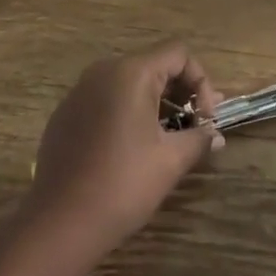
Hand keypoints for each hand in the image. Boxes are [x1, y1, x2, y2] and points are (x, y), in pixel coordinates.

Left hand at [26, 43, 223, 258]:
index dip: (201, 81)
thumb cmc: (123, 184)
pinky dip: (126, 113)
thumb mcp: (170, 161)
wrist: (61, 222)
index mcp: (131, 73)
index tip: (206, 119)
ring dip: (154, 104)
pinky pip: (105, 100)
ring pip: (128, 83)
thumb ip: (198, 139)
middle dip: (180, 93)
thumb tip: (214, 135)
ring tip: (167, 139)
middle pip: (153, 64)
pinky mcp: (66, 113)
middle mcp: (103, 71)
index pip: (178, 53)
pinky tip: (130, 149)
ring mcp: (79, 91)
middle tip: (194, 128)